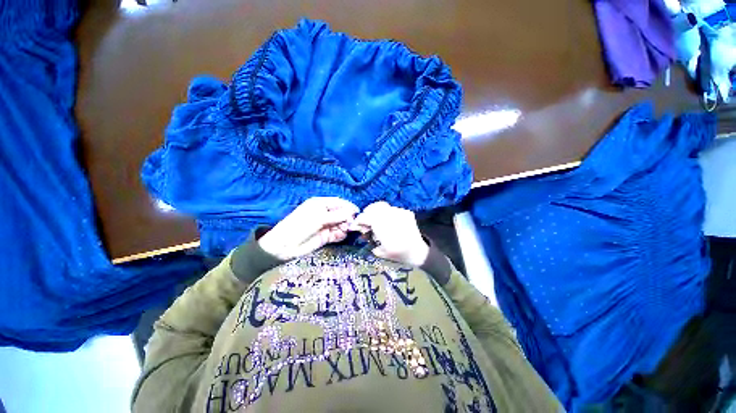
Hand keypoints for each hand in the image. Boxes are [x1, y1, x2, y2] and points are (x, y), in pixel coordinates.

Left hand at [259, 197, 358, 260]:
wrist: (285, 246)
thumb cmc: (300, 226)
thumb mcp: (319, 218)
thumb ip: (338, 215)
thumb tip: (353, 212)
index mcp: (320, 204)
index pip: (339, 202)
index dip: (349, 207)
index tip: (358, 213)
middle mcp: (324, 213)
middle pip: (342, 214)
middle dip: (347, 218)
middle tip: (350, 225)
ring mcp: (325, 225)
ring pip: (341, 224)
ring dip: (344, 227)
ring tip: (343, 231)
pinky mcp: (326, 236)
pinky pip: (337, 234)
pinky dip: (340, 235)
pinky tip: (339, 236)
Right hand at [352, 201, 428, 266]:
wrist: (419, 251)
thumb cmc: (399, 255)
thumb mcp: (381, 252)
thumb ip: (369, 239)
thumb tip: (362, 230)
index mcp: (385, 230)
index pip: (368, 218)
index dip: (359, 220)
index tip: (356, 225)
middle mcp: (393, 218)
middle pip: (374, 209)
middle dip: (366, 213)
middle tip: (365, 222)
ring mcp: (401, 213)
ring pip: (383, 206)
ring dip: (375, 212)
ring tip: (375, 220)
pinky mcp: (406, 212)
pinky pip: (392, 209)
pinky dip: (386, 213)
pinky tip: (387, 221)